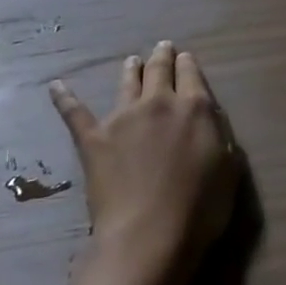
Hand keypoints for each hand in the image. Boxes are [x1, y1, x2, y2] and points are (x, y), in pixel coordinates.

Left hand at [50, 41, 238, 275]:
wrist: (149, 235)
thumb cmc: (199, 208)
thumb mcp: (229, 170)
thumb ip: (220, 137)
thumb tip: (209, 119)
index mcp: (195, 108)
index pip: (192, 75)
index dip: (188, 64)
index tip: (185, 58)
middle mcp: (159, 103)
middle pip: (160, 70)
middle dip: (162, 57)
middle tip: (163, 48)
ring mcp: (123, 118)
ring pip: (127, 83)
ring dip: (132, 69)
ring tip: (132, 61)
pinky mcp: (94, 138)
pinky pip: (75, 113)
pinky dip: (64, 98)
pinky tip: (56, 86)